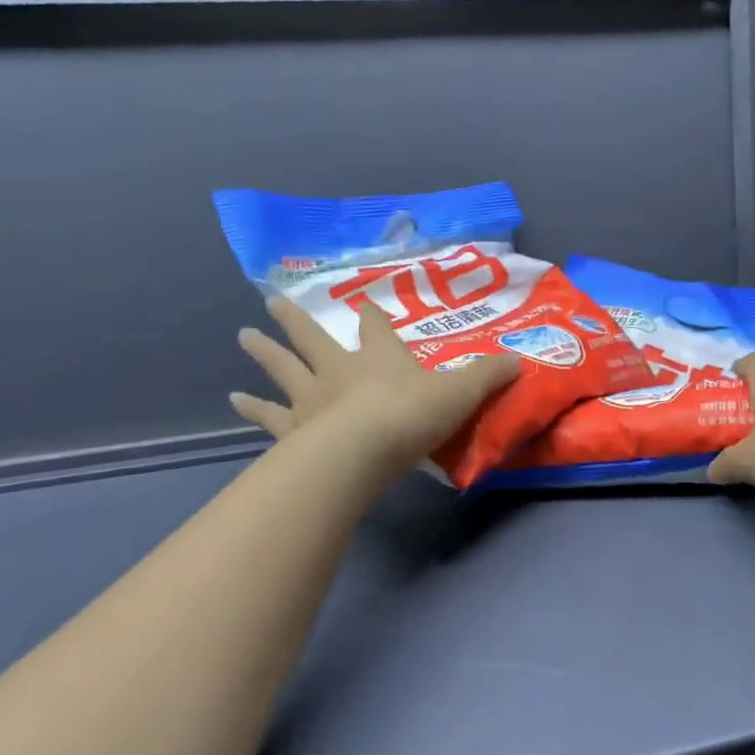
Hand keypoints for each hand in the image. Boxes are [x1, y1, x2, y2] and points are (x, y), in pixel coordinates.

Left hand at [230, 297, 518, 473]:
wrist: (361, 452)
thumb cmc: (411, 415)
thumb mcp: (461, 393)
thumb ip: (488, 376)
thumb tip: (519, 360)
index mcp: (379, 357)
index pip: (374, 326)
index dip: (370, 314)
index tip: (363, 302)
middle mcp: (339, 370)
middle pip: (313, 337)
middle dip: (296, 319)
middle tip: (271, 301)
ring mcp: (311, 399)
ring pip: (283, 368)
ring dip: (264, 353)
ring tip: (243, 337)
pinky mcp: (293, 430)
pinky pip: (269, 416)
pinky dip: (252, 408)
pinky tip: (235, 400)